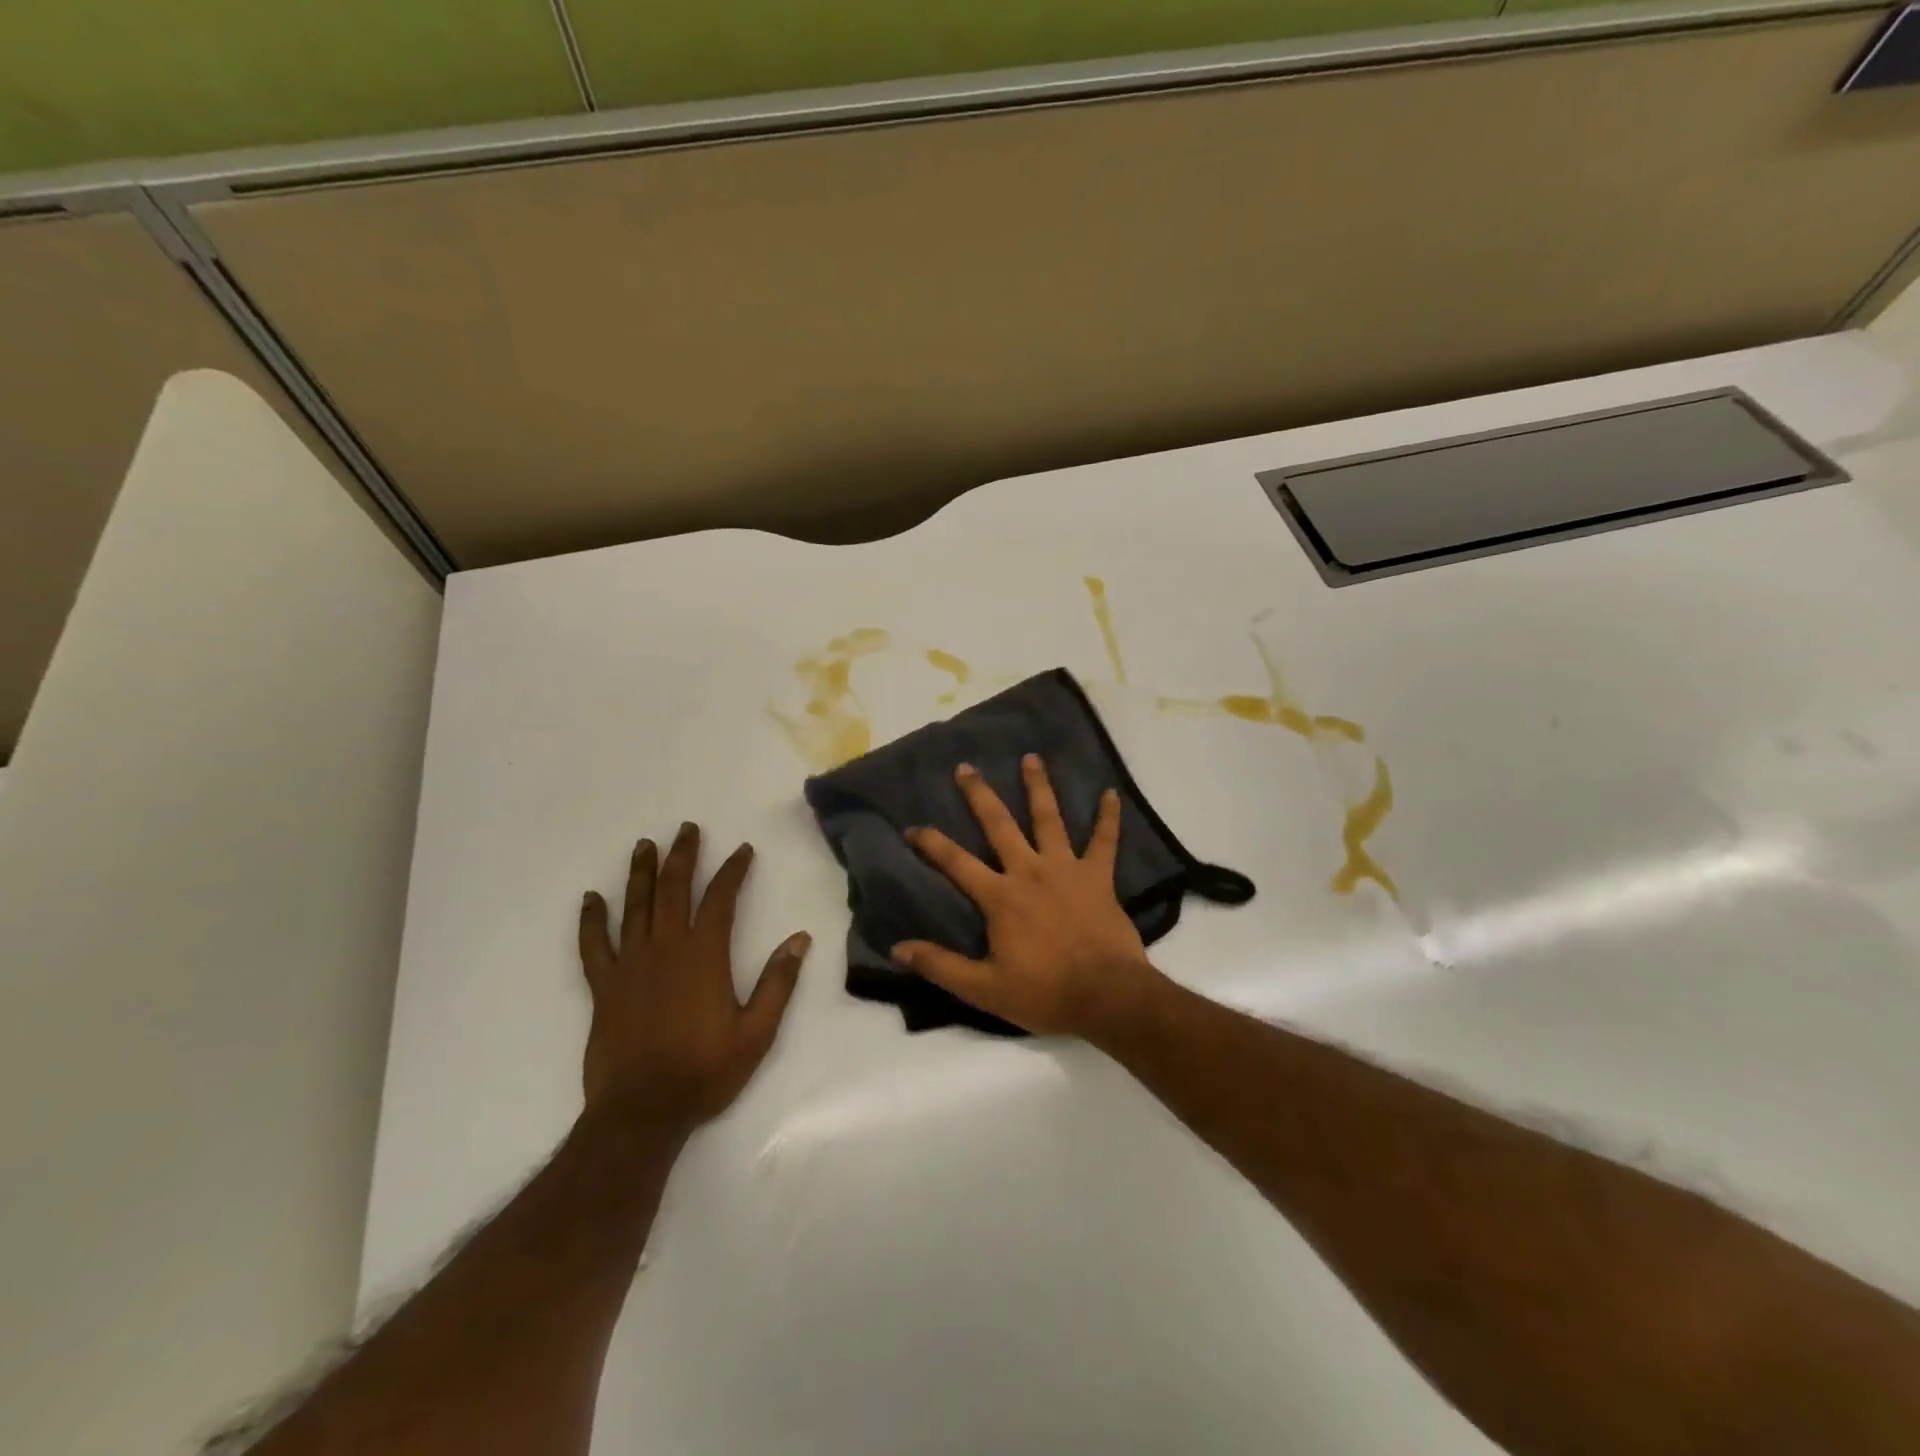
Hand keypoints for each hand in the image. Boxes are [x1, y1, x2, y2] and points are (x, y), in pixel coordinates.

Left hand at [578, 822, 809, 1135]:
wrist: (643, 1112)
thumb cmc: (705, 1071)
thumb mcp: (757, 1032)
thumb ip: (778, 982)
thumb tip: (799, 939)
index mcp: (704, 955)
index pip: (721, 899)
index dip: (733, 870)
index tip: (742, 850)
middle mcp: (665, 948)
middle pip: (673, 890)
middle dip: (683, 856)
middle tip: (688, 829)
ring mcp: (630, 965)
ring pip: (634, 907)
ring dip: (640, 873)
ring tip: (644, 845)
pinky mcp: (604, 987)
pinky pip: (593, 945)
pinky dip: (591, 920)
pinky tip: (590, 898)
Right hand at [892, 755, 1163, 1037]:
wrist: (1106, 996)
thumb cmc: (1044, 993)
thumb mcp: (983, 989)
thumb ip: (940, 966)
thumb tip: (897, 948)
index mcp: (1000, 897)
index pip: (956, 863)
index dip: (931, 843)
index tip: (912, 826)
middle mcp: (1029, 872)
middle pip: (999, 825)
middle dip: (980, 795)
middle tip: (966, 768)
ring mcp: (1066, 869)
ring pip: (1049, 819)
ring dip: (1039, 787)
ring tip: (1031, 758)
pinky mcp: (1098, 877)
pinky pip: (1104, 841)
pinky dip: (1108, 817)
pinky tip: (1111, 793)